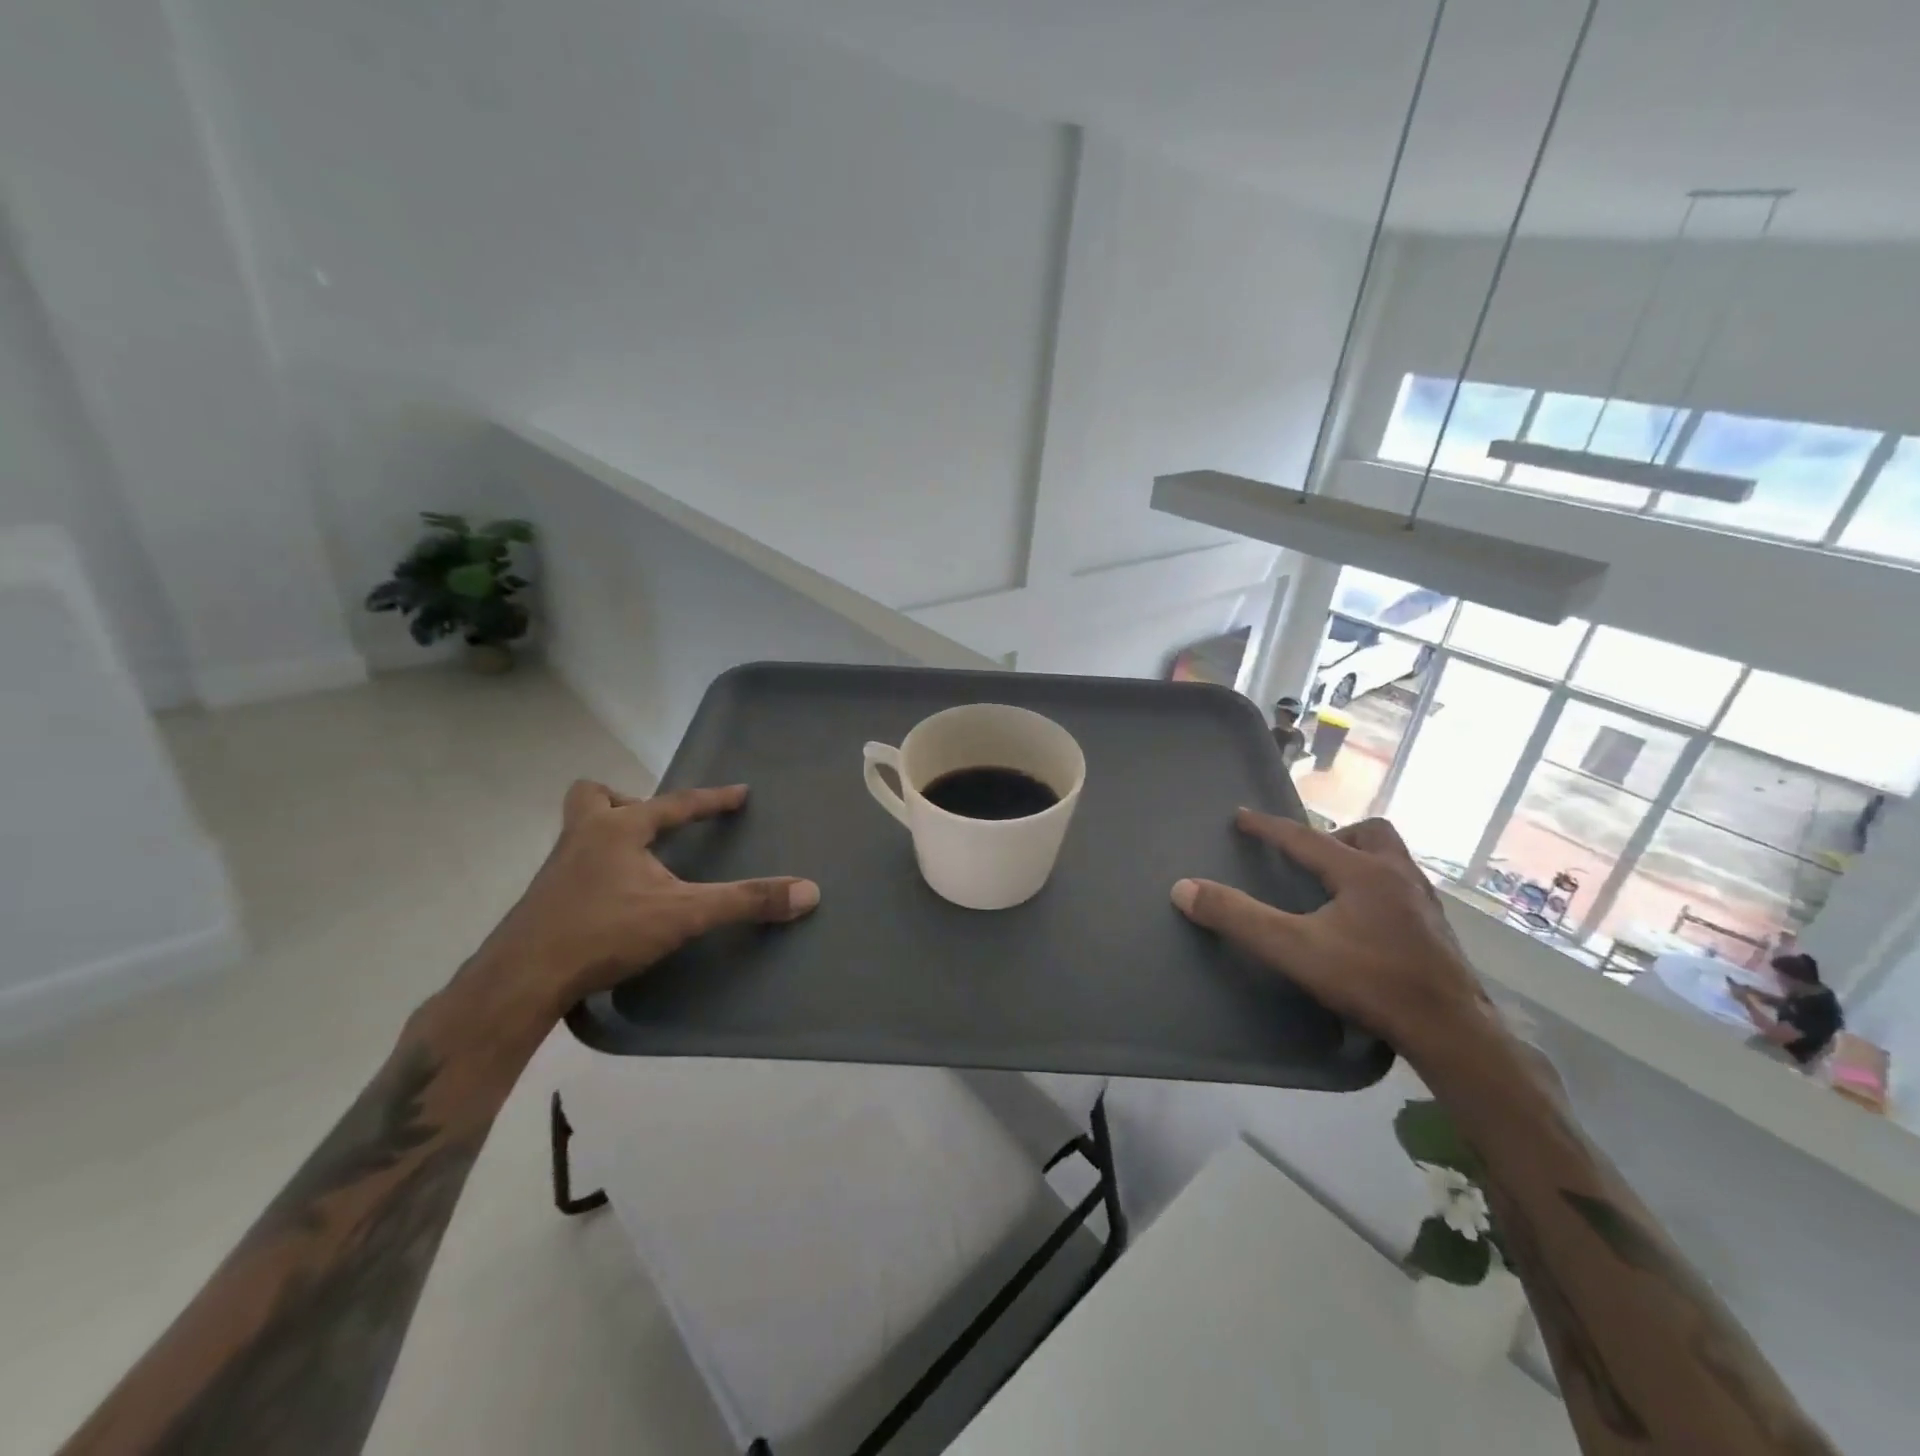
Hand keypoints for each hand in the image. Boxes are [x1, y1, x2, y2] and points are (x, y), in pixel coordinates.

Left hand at [468, 780, 819, 1023]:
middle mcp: (582, 837)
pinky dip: (596, 872)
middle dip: (625, 802)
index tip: (740, 793)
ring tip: (639, 865)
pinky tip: (613, 902)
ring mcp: (556, 869)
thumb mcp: (684, 914)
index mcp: (617, 828)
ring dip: (608, 836)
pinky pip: (572, 868)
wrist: (521, 980)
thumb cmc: (604, 931)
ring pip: (578, 831)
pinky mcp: (542, 900)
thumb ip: (745, 901)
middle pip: (592, 796)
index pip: (675, 803)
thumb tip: (808, 891)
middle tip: (652, 828)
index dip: (712, 800)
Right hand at [1171, 811, 1486, 1063]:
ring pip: (1394, 861)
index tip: (1241, 815)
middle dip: (1336, 837)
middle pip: (1370, 835)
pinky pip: (1405, 892)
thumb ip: (1238, 917)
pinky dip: (1380, 893)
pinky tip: (1367, 924)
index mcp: (1363, 872)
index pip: (1305, 837)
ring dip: (1362, 861)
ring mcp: (1425, 906)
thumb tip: (1183, 888)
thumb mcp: (1293, 948)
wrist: (1453, 1033)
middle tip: (1311, 859)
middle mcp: (1399, 877)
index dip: (1268, 826)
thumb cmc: (1370, 981)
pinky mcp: (1439, 934)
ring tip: (1336, 888)